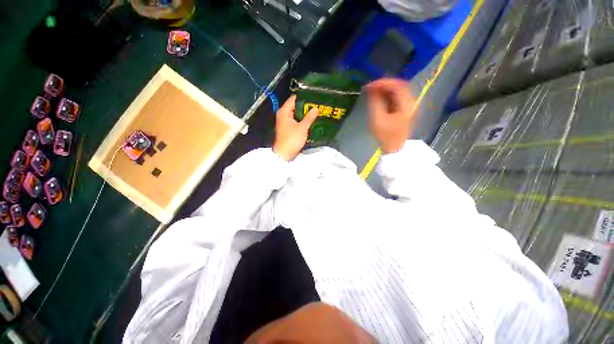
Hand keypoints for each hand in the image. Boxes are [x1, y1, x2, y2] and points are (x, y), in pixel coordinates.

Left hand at [273, 95, 318, 160]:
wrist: (284, 154)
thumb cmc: (292, 140)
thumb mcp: (302, 128)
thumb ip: (309, 118)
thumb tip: (315, 108)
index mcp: (284, 112)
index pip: (294, 99)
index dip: (304, 97)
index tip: (314, 97)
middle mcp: (283, 115)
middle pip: (295, 106)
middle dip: (306, 106)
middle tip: (317, 105)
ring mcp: (285, 122)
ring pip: (296, 114)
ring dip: (305, 114)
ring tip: (316, 112)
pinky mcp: (288, 128)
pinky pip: (296, 121)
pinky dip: (302, 120)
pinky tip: (311, 120)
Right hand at [366, 78, 417, 153]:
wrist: (393, 149)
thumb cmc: (385, 136)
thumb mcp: (377, 120)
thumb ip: (375, 102)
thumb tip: (372, 90)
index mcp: (406, 105)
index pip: (397, 86)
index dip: (383, 83)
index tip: (370, 85)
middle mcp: (410, 102)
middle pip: (399, 86)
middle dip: (383, 84)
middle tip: (370, 87)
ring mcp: (407, 106)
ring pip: (397, 91)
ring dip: (385, 90)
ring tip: (372, 91)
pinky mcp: (403, 110)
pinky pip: (396, 98)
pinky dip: (386, 95)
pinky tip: (378, 97)